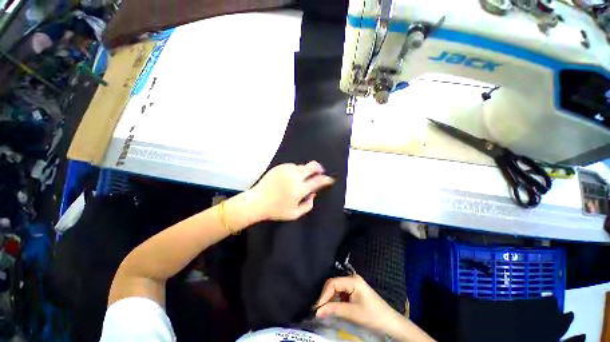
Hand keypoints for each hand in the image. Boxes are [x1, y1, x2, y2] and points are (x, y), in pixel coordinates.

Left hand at [249, 161, 333, 220]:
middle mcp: (295, 177)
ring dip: (306, 170)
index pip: (318, 181)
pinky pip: (292, 165)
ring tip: (304, 176)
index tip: (330, 179)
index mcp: (300, 189)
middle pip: (312, 166)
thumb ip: (308, 205)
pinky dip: (296, 170)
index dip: (326, 179)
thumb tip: (313, 194)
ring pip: (302, 165)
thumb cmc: (276, 210)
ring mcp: (287, 170)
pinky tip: (292, 175)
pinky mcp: (279, 167)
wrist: (257, 201)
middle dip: (319, 168)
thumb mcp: (294, 214)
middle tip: (321, 172)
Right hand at [315, 276, 434, 341]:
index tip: (316, 308)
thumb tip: (317, 311)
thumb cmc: (373, 316)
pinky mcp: (353, 291)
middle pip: (333, 284)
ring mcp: (353, 284)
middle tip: (318, 310)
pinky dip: (334, 301)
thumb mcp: (353, 313)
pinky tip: (331, 308)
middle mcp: (352, 278)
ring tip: (322, 310)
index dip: (323, 295)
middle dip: (325, 297)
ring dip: (329, 299)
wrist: (390, 323)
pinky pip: (340, 293)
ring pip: (336, 289)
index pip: (333, 283)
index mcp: (353, 280)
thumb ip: (334, 310)